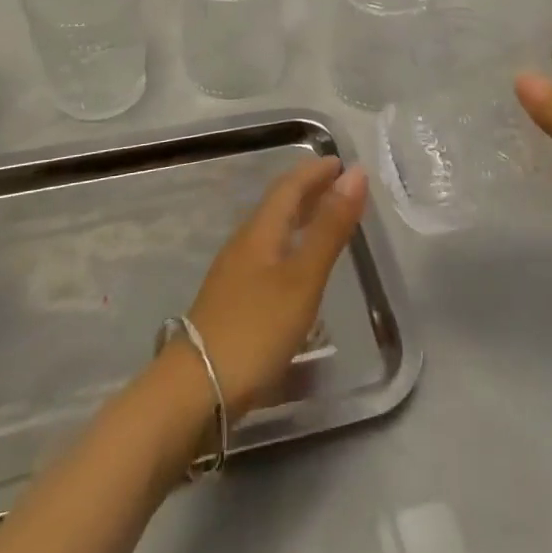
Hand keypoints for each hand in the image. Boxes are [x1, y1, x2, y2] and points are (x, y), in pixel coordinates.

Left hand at [182, 157, 367, 422]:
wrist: (196, 390)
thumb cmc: (255, 328)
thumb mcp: (303, 278)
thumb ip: (330, 228)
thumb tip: (354, 173)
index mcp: (261, 231)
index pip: (289, 186)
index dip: (315, 171)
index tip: (341, 162)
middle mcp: (245, 244)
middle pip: (278, 206)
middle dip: (309, 190)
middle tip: (339, 185)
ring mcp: (234, 274)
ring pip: (272, 231)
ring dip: (299, 218)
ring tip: (325, 220)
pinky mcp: (232, 301)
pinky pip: (268, 256)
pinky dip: (290, 247)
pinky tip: (298, 268)